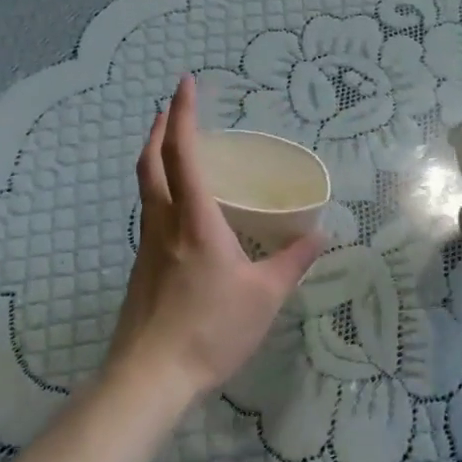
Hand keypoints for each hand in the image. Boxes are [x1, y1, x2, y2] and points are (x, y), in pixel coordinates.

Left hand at [107, 75, 324, 408]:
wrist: (149, 378)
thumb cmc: (210, 330)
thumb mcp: (265, 296)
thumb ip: (293, 262)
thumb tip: (320, 235)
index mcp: (194, 221)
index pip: (182, 154)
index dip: (183, 114)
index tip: (185, 83)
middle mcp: (164, 224)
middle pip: (150, 164)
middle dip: (160, 128)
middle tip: (175, 107)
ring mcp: (147, 247)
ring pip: (146, 188)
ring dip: (156, 158)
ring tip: (177, 150)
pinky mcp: (142, 270)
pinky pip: (151, 214)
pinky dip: (161, 191)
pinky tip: (183, 211)